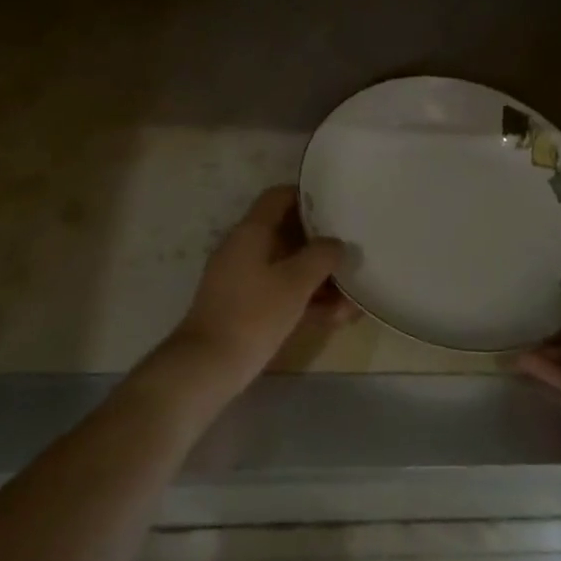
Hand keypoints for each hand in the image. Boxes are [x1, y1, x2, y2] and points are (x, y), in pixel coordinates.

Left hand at [164, 186, 353, 394]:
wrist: (208, 365)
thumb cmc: (254, 313)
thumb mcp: (295, 282)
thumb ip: (321, 256)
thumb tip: (336, 243)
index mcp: (251, 231)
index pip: (278, 197)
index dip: (307, 196)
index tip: (336, 204)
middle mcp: (244, 248)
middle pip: (287, 233)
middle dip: (321, 245)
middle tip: (352, 251)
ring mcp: (242, 279)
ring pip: (287, 267)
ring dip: (318, 278)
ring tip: (353, 295)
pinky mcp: (244, 307)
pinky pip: (280, 292)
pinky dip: (305, 299)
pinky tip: (336, 317)